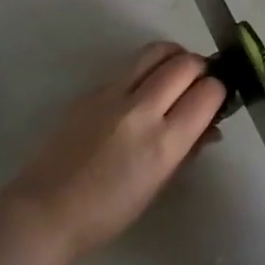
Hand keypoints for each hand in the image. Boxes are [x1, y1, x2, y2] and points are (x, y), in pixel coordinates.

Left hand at [0, 41, 226, 263]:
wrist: (46, 210)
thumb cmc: (108, 212)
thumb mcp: (158, 186)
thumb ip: (188, 150)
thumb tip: (210, 126)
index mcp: (163, 143)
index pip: (207, 94)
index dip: (219, 91)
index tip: (217, 98)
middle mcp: (140, 110)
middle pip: (184, 64)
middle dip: (201, 68)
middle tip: (200, 82)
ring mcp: (112, 95)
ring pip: (155, 51)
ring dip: (175, 57)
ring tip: (176, 73)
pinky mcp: (90, 90)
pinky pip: (129, 66)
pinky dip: (147, 68)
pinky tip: (144, 88)